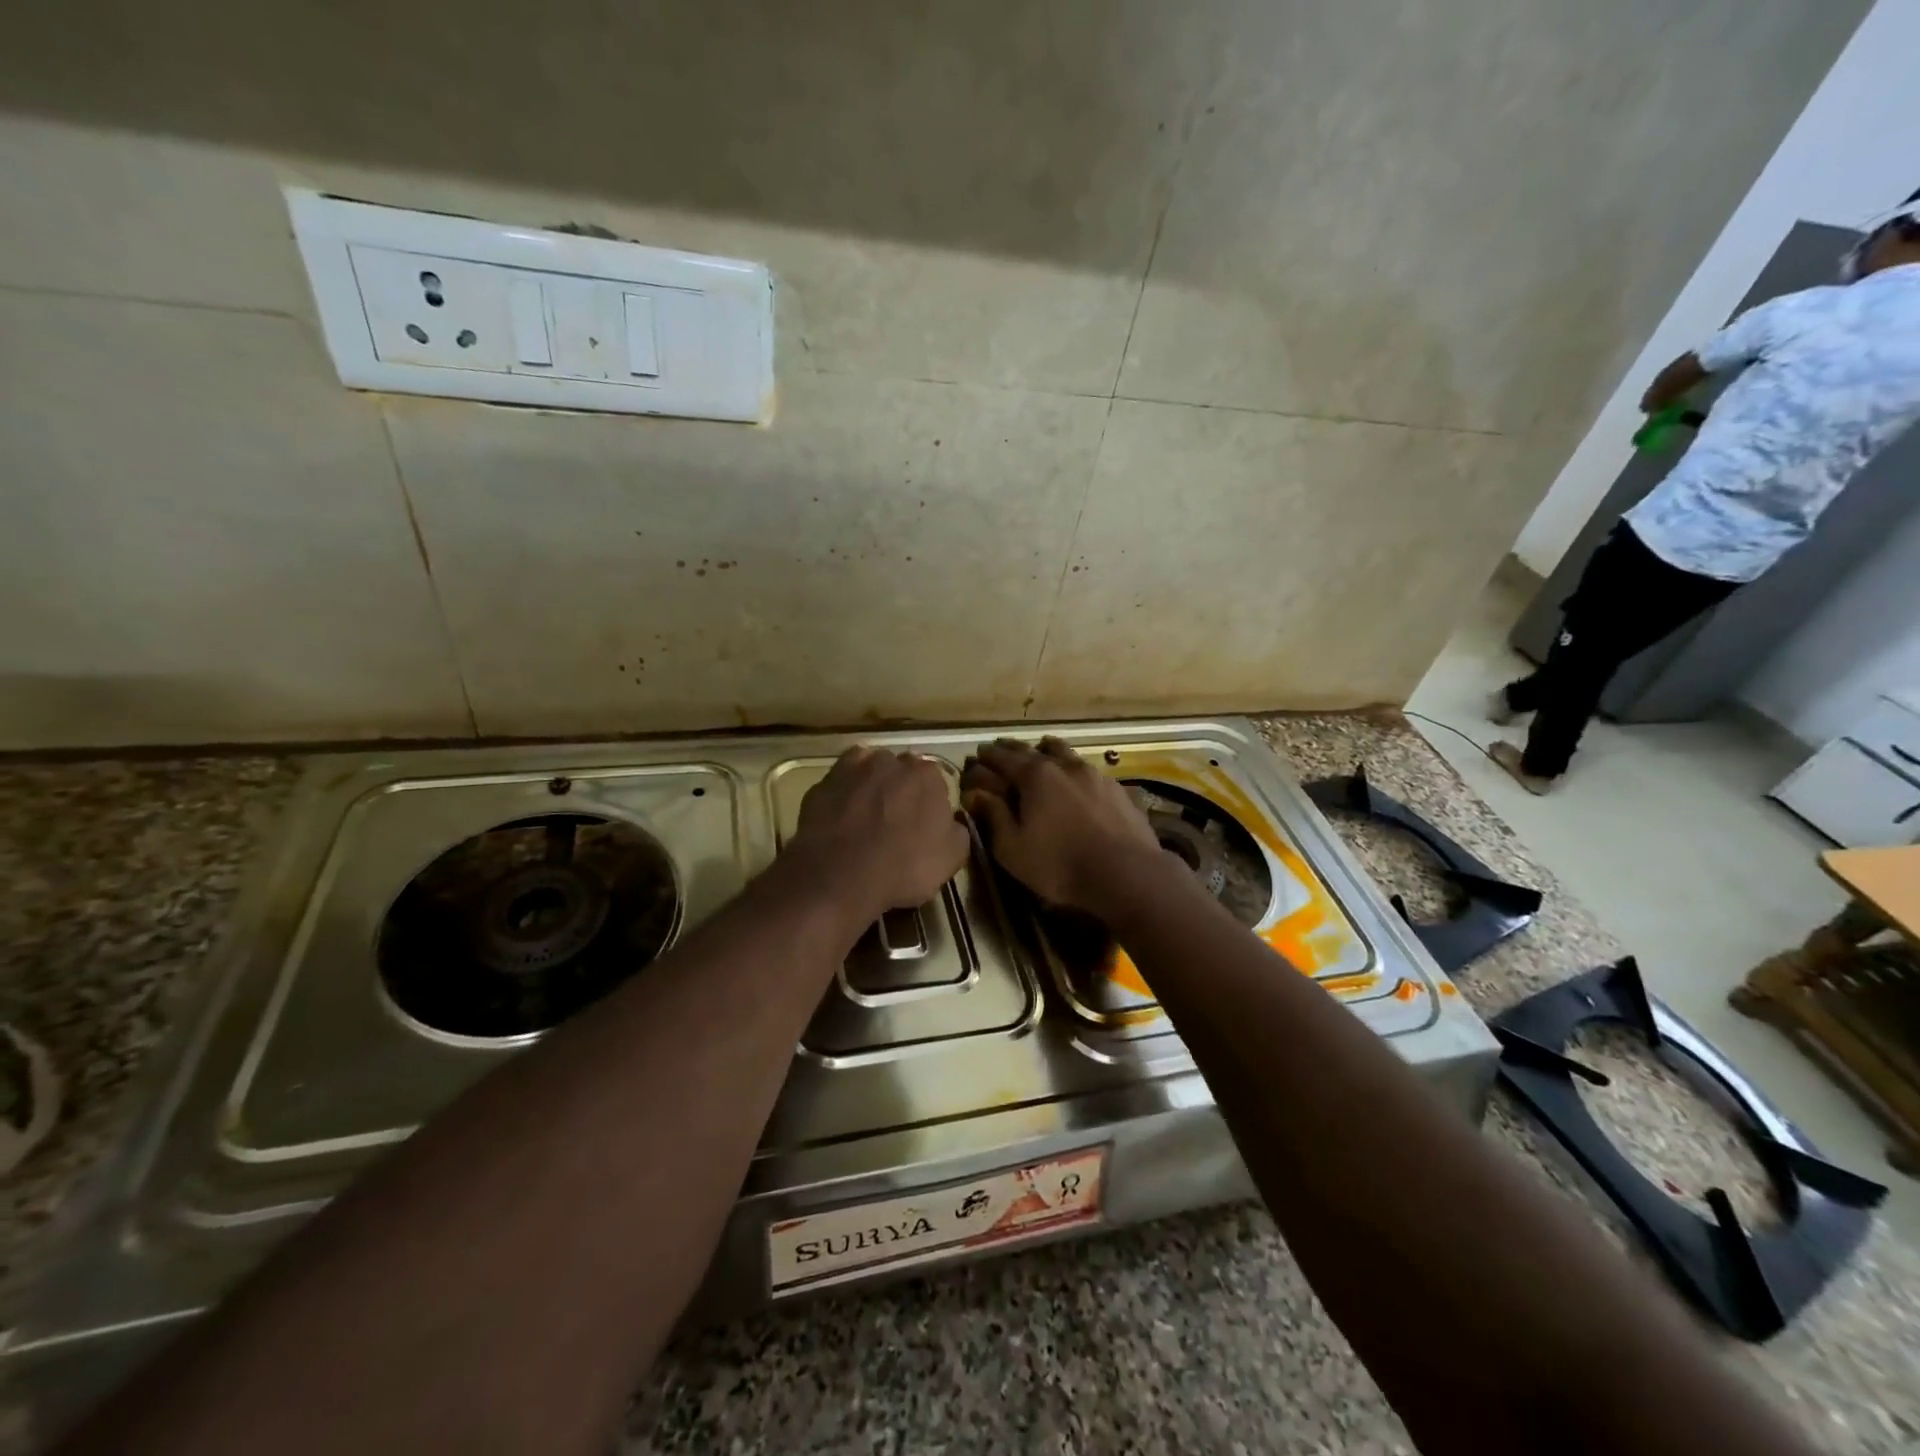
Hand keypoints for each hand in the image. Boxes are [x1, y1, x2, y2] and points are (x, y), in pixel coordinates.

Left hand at [787, 747, 969, 922]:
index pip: (935, 782)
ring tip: (866, 819)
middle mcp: (892, 761)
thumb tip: (951, 822)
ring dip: (872, 787)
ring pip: (869, 771)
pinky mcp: (824, 782)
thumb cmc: (904, 867)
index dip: (930, 804)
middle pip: (902, 772)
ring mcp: (854, 768)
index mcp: (928, 775)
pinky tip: (843, 815)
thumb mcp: (951, 859)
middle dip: (901, 791)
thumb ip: (957, 831)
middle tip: (896, 823)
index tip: (924, 826)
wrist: (840, 875)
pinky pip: (841, 782)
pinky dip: (844, 793)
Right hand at [960, 737, 1161, 914]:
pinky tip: (1075, 778)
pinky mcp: (1117, 788)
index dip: (988, 756)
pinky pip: (1088, 769)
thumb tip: (976, 793)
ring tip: (1040, 751)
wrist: (1126, 873)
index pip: (1003, 758)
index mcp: (1035, 776)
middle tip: (1000, 749)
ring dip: (1047, 750)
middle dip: (1013, 749)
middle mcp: (1064, 766)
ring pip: (1065, 752)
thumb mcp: (1013, 848)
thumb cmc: (1060, 864)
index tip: (978, 753)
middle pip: (1032, 749)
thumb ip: (994, 816)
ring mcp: (1094, 774)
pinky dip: (1073, 768)